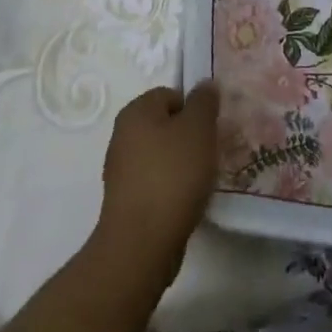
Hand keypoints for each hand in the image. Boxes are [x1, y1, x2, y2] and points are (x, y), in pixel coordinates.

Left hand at [93, 82, 219, 290]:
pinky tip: (186, 202)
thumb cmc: (172, 175)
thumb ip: (204, 101)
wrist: (141, 245)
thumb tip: (204, 85)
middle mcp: (123, 136)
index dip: (194, 109)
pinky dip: (172, 189)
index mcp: (136, 112)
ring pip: (162, 156)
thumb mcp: (198, 128)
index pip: (171, 95)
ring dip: (182, 164)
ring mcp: (121, 172)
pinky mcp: (126, 203)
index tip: (210, 130)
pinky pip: (156, 183)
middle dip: (189, 137)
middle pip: (166, 125)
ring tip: (200, 181)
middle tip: (209, 153)